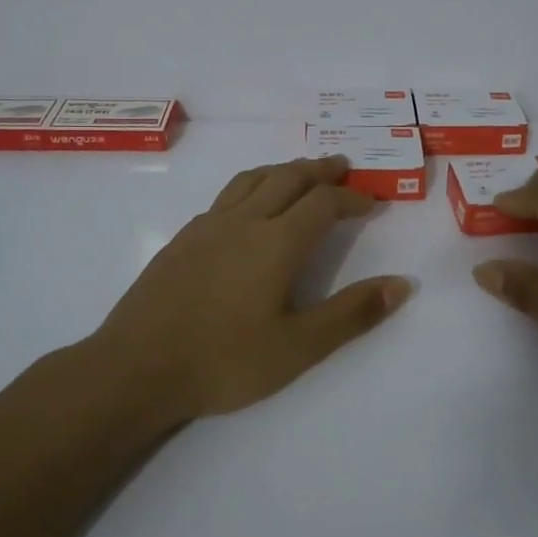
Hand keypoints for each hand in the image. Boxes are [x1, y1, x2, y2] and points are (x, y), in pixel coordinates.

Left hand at [89, 155, 411, 419]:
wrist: (135, 369)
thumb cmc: (224, 361)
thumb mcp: (299, 347)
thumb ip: (352, 314)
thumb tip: (402, 284)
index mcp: (276, 242)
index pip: (324, 202)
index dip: (352, 197)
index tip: (372, 202)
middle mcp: (244, 221)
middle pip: (289, 177)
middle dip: (321, 170)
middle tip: (342, 167)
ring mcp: (208, 226)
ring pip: (254, 179)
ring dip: (284, 170)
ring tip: (301, 173)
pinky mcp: (183, 238)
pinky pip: (227, 195)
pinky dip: (253, 186)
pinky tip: (250, 207)